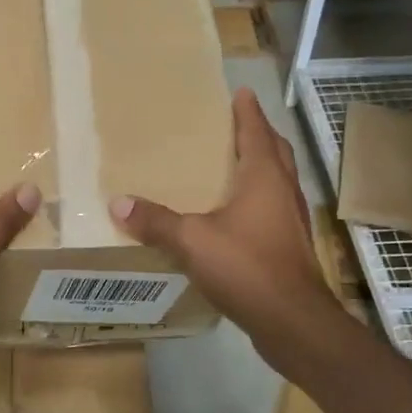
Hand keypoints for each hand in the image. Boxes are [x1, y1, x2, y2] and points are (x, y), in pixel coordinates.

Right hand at [110, 88, 338, 373]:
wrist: (293, 320)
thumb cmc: (246, 267)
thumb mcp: (192, 241)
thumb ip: (155, 221)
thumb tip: (118, 203)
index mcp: (264, 177)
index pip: (257, 132)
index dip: (248, 111)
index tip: (240, 92)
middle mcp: (283, 191)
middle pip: (275, 152)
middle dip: (258, 134)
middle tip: (237, 123)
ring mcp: (291, 220)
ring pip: (278, 180)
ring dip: (261, 166)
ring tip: (234, 164)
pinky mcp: (290, 246)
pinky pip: (273, 208)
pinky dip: (258, 198)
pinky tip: (237, 214)